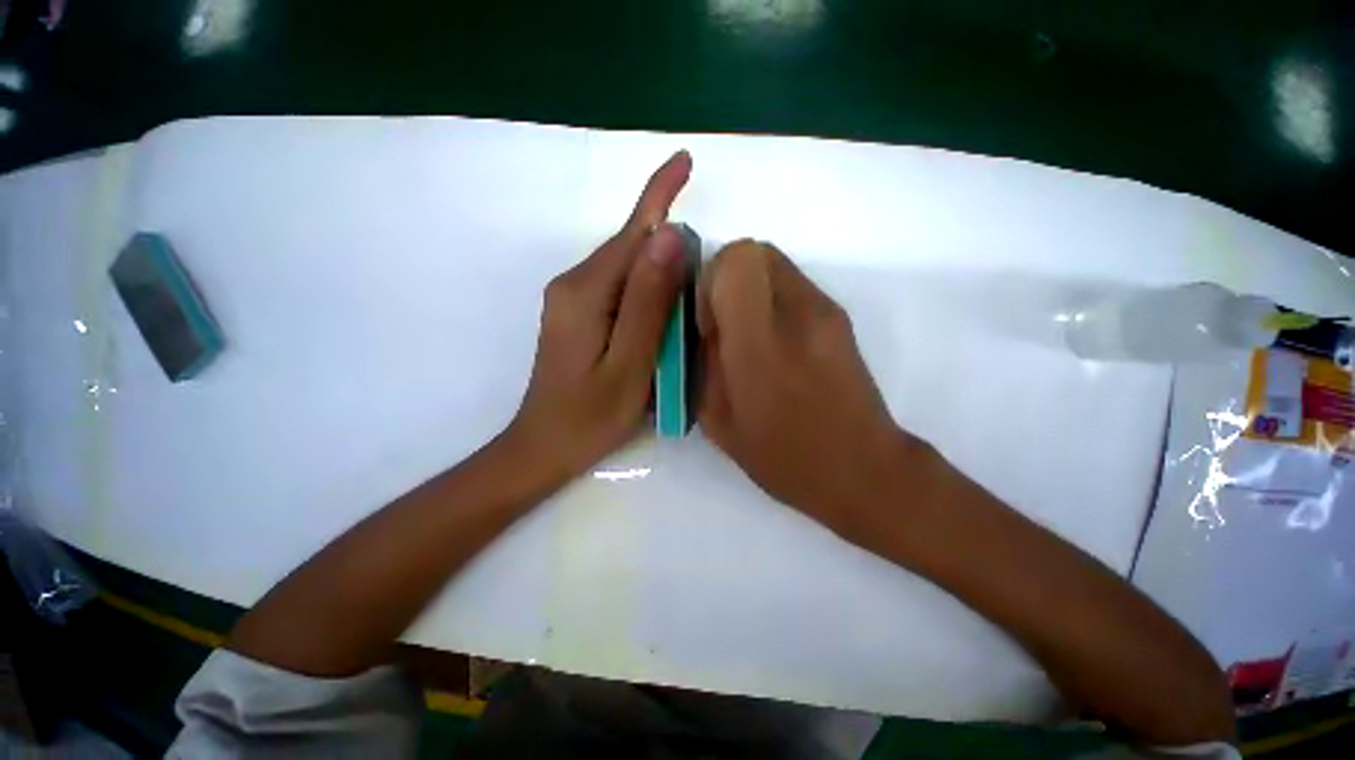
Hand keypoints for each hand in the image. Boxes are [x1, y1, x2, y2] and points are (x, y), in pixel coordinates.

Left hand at [508, 151, 692, 478]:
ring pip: (626, 269)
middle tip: (708, 264)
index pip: (631, 233)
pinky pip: (620, 288)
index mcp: (586, 293)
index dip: (659, 194)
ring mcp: (573, 300)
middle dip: (668, 242)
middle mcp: (574, 285)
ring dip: (661, 269)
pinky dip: (647, 289)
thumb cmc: (590, 416)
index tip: (685, 160)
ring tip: (693, 288)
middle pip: (629, 249)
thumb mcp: (629, 362)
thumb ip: (648, 302)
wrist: (544, 446)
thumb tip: (668, 237)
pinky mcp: (578, 315)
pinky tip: (665, 308)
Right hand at [697, 240, 918, 542]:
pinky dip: (769, 299)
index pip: (736, 262)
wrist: (862, 468)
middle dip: (725, 279)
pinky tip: (773, 342)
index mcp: (761, 347)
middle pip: (754, 251)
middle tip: (723, 326)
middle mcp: (799, 315)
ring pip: (773, 263)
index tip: (708, 323)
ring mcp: (825, 310)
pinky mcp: (838, 315)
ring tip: (747, 335)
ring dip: (748, 288)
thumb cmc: (783, 456)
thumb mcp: (718, 419)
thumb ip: (702, 362)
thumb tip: (701, 325)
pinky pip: (791, 284)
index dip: (710, 281)